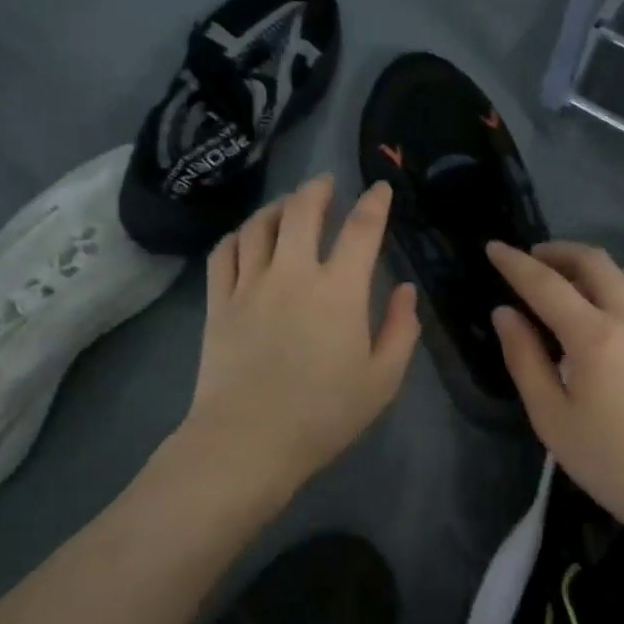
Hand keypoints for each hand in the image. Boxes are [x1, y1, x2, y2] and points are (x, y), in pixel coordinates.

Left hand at [183, 175, 419, 497]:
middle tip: (326, 183)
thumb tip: (405, 289)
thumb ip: (401, 330)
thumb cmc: (324, 414)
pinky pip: (224, 252)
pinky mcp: (218, 302)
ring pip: (260, 225)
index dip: (374, 203)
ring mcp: (250, 284)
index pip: (362, 229)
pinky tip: (246, 236)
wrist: (248, 440)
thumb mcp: (382, 380)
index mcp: (340, 290)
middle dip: (318, 189)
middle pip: (303, 210)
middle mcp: (293, 273)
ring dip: (278, 206)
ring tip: (288, 204)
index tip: (379, 188)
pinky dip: (238, 235)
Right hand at [487, 241, 623, 543]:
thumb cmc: (608, 462)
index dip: (514, 263)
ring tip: (579, 286)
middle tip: (534, 260)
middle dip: (558, 253)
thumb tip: (505, 313)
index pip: (545, 284)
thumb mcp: (551, 417)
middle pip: (594, 263)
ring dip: (600, 270)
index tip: (493, 247)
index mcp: (592, 336)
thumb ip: (524, 359)